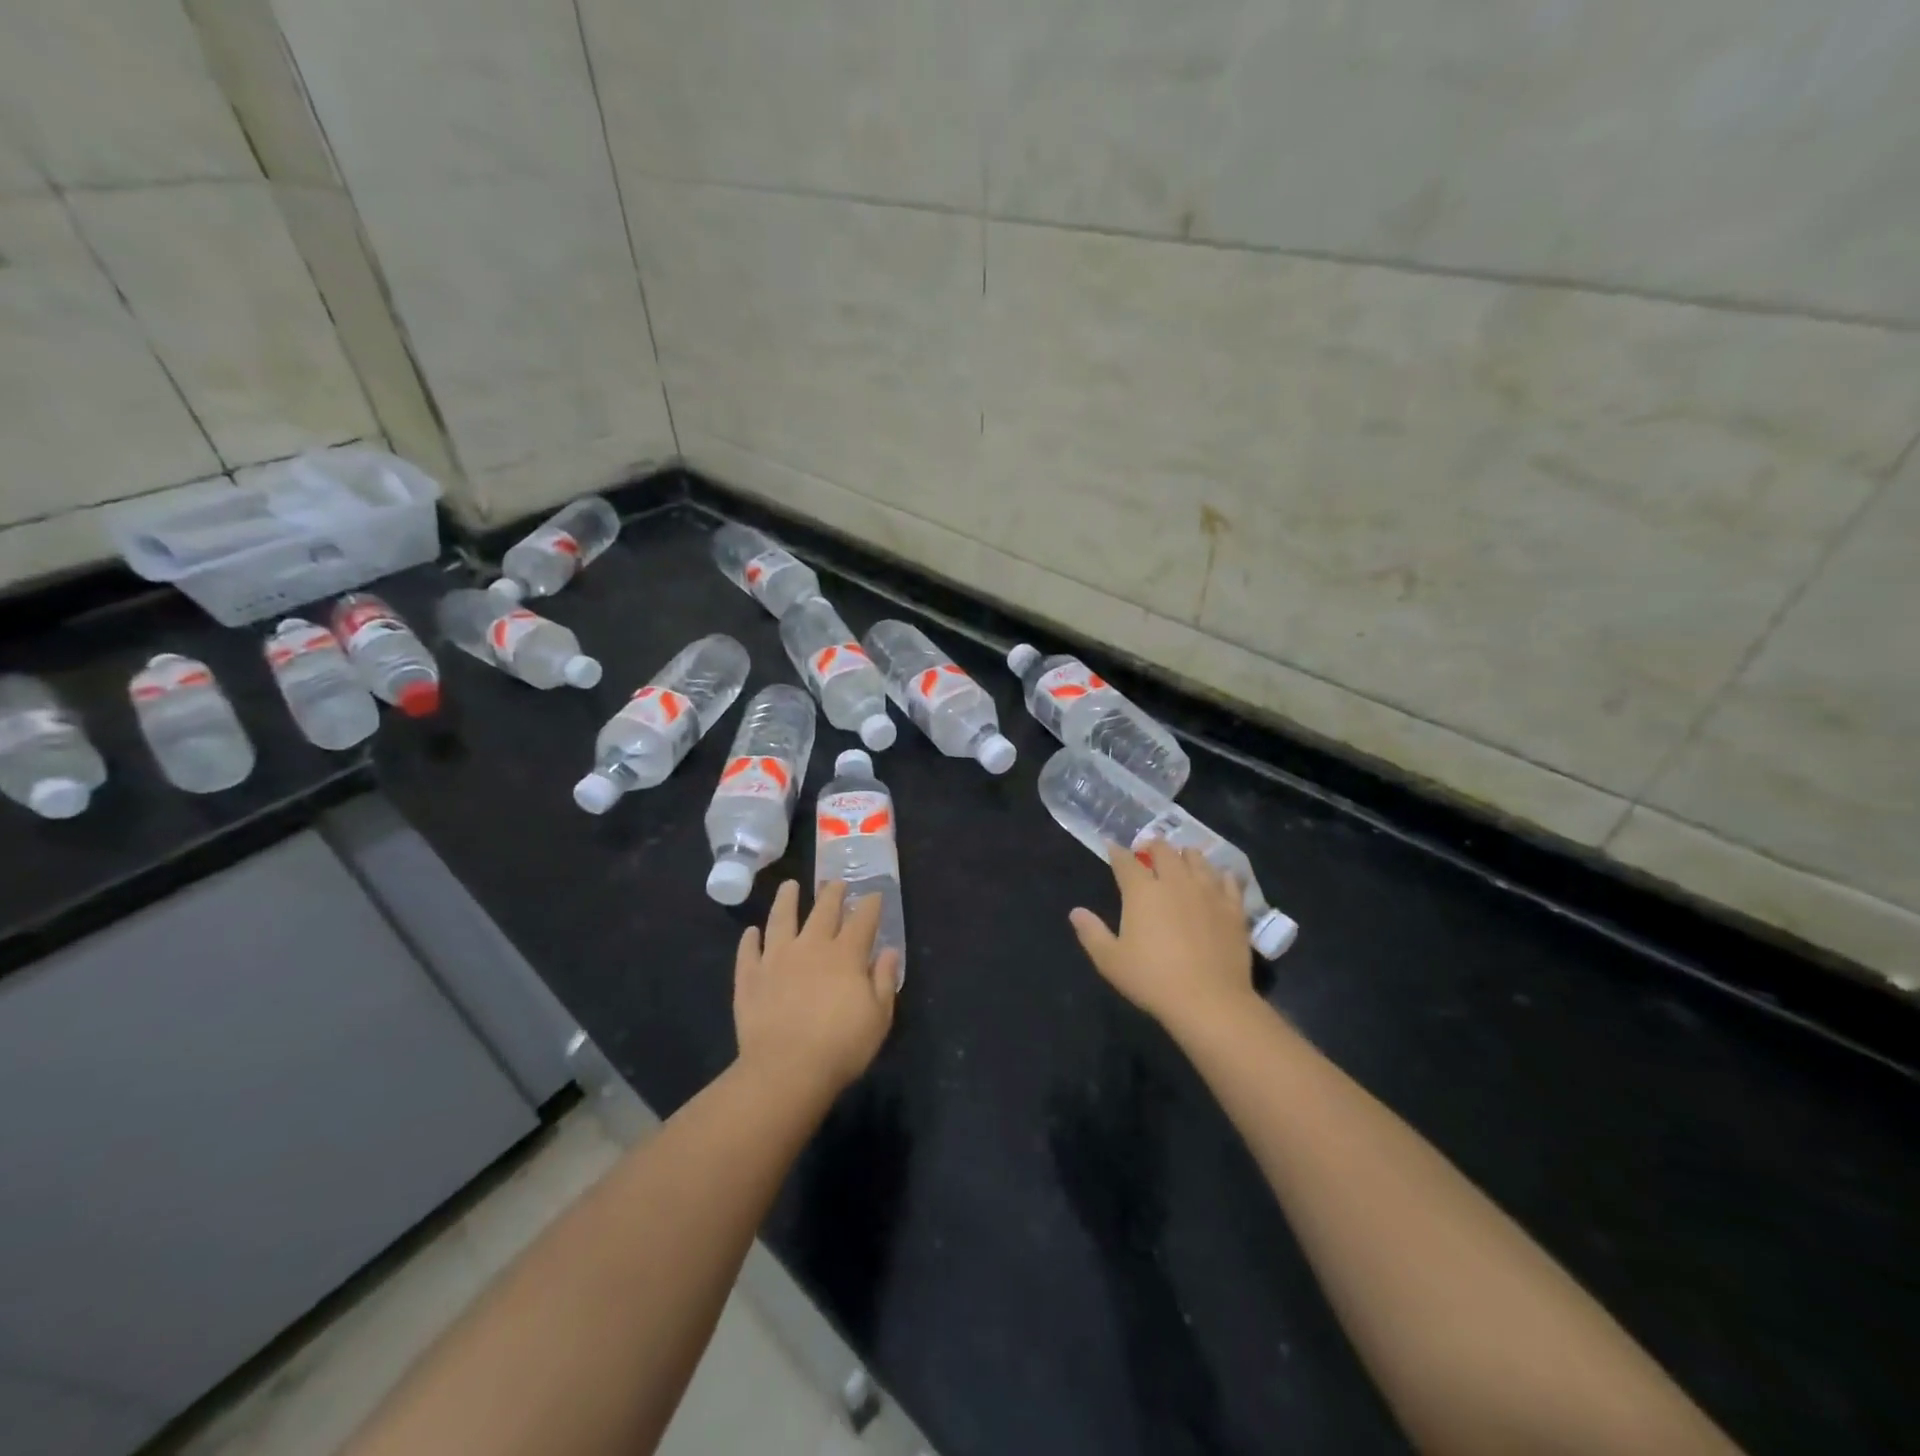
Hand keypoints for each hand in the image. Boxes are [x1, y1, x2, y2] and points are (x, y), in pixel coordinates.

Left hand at [734, 880, 898, 1097]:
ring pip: (781, 919)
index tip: (874, 894)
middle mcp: (811, 946)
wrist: (786, 1069)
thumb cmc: (841, 1046)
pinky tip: (751, 932)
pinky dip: (750, 940)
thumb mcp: (879, 1017)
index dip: (870, 905)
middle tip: (836, 882)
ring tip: (789, 886)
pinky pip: (748, 952)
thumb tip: (889, 951)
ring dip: (786, 900)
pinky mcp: (750, 977)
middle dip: (832, 893)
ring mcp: (776, 959)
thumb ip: (884, 980)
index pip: (863, 920)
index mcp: (846, 954)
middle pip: (823, 911)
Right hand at [1070, 840, 1254, 1036]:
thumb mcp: (1110, 961)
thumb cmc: (1153, 980)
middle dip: (1153, 846)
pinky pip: (1229, 881)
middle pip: (1164, 850)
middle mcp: (1175, 881)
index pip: (1126, 861)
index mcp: (1142, 891)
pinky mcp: (1233, 908)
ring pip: (1197, 859)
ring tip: (1182, 860)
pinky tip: (1219, 880)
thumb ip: (1091, 933)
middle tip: (1148, 851)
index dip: (1117, 852)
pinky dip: (1221, 876)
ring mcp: (1208, 892)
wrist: (1210, 1001)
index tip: (1112, 848)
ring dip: (1186, 856)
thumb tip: (1076, 912)